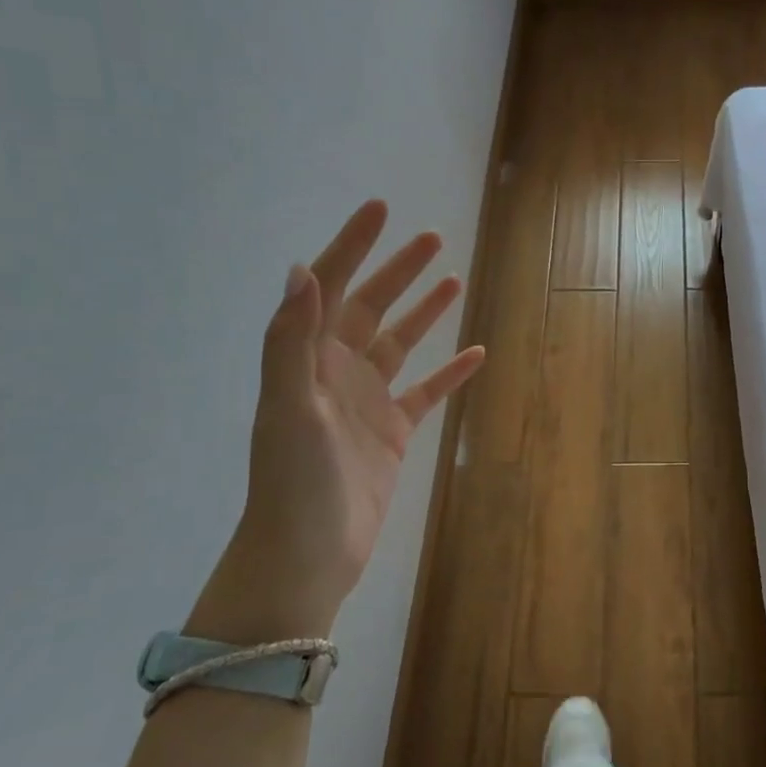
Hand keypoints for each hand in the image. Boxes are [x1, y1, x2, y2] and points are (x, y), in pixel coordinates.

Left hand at [187, 200, 484, 642]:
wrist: (307, 556)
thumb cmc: (295, 482)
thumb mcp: (289, 407)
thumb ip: (291, 340)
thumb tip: (303, 270)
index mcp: (308, 359)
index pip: (330, 288)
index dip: (353, 246)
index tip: (381, 210)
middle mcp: (337, 372)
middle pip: (370, 307)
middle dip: (398, 270)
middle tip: (432, 238)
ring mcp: (368, 402)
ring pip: (400, 343)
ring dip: (424, 312)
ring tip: (453, 280)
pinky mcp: (393, 432)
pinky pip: (426, 392)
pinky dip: (449, 372)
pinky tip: (476, 354)